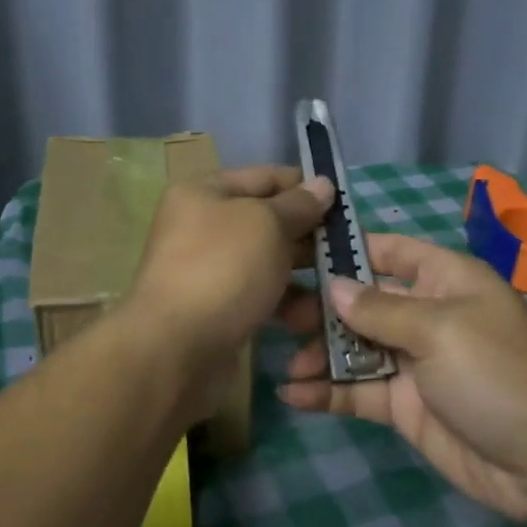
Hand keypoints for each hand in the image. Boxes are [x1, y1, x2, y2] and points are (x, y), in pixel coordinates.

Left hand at [128, 165, 332, 364]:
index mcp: (204, 193)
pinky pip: (262, 296)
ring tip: (339, 283)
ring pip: (269, 262)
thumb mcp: (267, 224)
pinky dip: (287, 303)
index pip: (265, 177)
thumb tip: (322, 184)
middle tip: (350, 246)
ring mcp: (210, 271)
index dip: (305, 186)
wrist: (176, 349)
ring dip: (305, 272)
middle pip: (268, 221)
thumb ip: (299, 204)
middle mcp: (203, 227)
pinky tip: (313, 316)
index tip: (345, 202)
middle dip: (309, 233)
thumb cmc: (223, 269)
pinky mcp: (219, 310)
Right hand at [278, 234, 526, 523]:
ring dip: (319, 352)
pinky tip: (292, 394)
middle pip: (364, 301)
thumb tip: (333, 287)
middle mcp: (426, 315)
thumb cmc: (495, 373)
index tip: (297, 250)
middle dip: (322, 306)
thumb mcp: (439, 329)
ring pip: (356, 347)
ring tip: (283, 357)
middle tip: (276, 312)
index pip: (389, 251)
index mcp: (445, 280)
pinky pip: (359, 391)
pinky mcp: (405, 406)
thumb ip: (380, 309)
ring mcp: (414, 362)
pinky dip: (327, 391)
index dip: (347, 248)